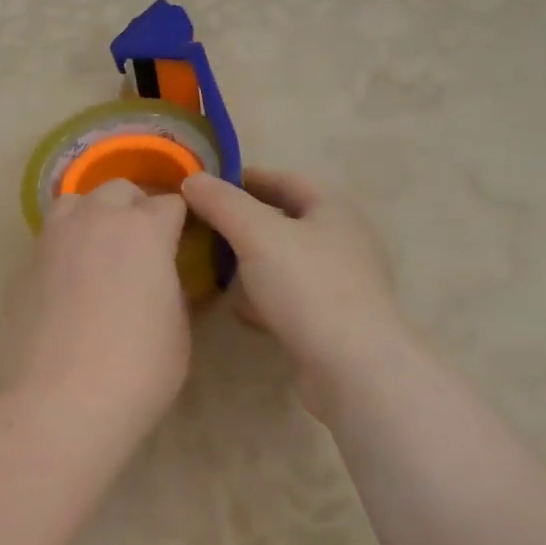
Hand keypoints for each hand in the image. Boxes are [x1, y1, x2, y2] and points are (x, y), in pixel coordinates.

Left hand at [0, 179, 191, 450]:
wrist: (59, 403)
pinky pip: (49, 240)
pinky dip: (65, 249)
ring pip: (75, 204)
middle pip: (119, 192)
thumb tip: (162, 278)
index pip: (170, 204)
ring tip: (100, 254)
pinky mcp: (23, 266)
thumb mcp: (178, 331)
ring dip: (93, 217)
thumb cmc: (136, 371)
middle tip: (143, 247)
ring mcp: (52, 240)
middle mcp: (95, 221)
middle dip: (135, 209)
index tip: (183, 243)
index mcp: (143, 230)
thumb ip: (172, 289)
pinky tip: (69, 286)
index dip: (180, 222)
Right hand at [182, 169, 404, 414]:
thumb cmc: (307, 287)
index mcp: (332, 209)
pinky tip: (242, 309)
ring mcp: (340, 282)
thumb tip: (192, 180)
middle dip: (243, 223)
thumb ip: (222, 203)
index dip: (245, 178)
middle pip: (285, 221)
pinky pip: (290, 296)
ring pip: (285, 261)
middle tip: (204, 228)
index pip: (284, 180)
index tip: (207, 186)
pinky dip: (264, 296)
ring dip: (251, 262)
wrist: (352, 366)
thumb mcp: (257, 234)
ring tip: (214, 268)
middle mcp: (342, 240)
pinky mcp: (332, 319)